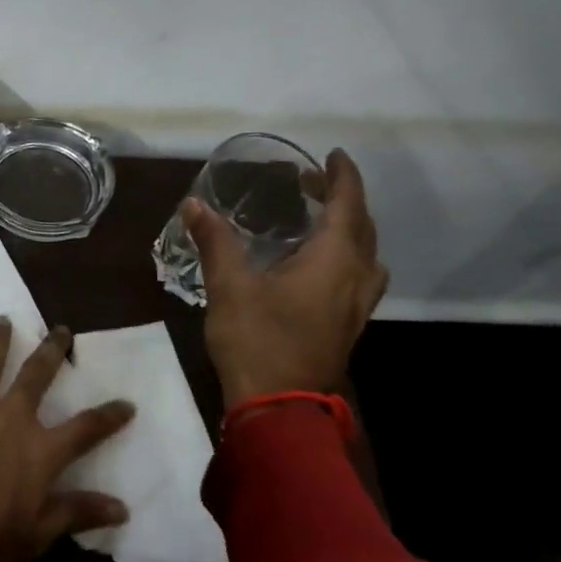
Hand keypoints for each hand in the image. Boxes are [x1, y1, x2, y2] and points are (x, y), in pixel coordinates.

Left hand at [0, 318, 134, 561]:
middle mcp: (8, 420)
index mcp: (39, 451)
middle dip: (51, 352)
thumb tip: (122, 506)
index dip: (108, 416)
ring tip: (3, 319)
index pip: (85, 429)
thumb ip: (77, 513)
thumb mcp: (38, 535)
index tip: (127, 403)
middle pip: (35, 378)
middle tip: (61, 329)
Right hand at [184, 148, 388, 405]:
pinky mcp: (346, 326)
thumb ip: (216, 241)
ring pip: (365, 255)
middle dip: (342, 199)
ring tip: (318, 221)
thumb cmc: (257, 339)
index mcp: (333, 260)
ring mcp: (355, 306)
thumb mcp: (229, 286)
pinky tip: (315, 266)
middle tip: (311, 184)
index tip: (333, 155)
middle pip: (362, 227)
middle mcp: (355, 278)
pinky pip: (357, 276)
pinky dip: (345, 255)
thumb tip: (195, 204)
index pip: (347, 205)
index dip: (342, 177)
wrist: (278, 405)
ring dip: (349, 229)